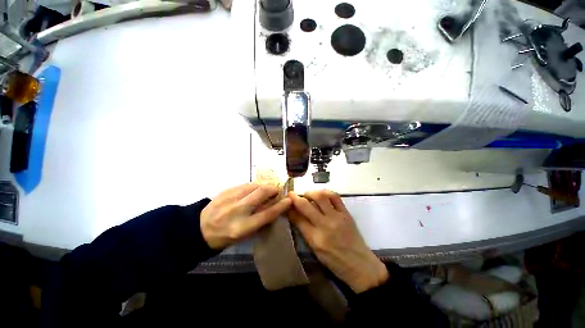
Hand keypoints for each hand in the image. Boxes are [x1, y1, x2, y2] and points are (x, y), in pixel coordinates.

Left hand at [201, 183, 291, 249]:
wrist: (199, 229)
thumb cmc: (225, 236)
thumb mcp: (244, 235)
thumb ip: (260, 220)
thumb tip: (274, 206)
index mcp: (242, 227)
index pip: (267, 214)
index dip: (281, 206)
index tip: (289, 200)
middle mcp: (237, 211)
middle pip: (261, 193)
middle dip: (273, 189)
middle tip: (277, 190)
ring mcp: (230, 198)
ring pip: (254, 185)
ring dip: (264, 185)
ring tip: (267, 189)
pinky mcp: (226, 191)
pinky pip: (245, 184)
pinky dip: (254, 185)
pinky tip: (254, 189)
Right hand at [288, 190, 388, 292]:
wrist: (359, 265)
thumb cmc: (334, 261)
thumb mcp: (314, 249)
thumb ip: (304, 230)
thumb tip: (294, 214)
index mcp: (315, 238)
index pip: (297, 218)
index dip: (289, 208)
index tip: (285, 202)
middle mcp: (325, 225)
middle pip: (306, 205)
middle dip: (295, 197)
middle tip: (292, 194)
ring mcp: (337, 217)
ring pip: (321, 196)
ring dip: (310, 192)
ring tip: (307, 194)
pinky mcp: (346, 213)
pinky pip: (335, 197)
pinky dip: (326, 192)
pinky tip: (321, 194)